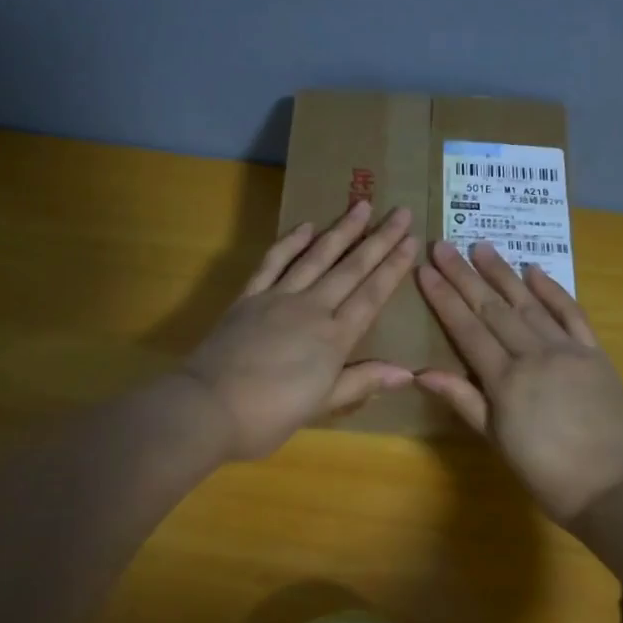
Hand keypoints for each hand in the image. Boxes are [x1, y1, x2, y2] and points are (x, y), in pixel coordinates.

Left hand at [181, 200, 418, 459]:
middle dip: (378, 240)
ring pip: (316, 257)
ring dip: (341, 231)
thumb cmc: (269, 416)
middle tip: (400, 212)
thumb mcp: (321, 405)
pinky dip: (290, 243)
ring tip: (362, 205)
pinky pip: (274, 262)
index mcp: (334, 338)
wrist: (210, 407)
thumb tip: (407, 372)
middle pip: (351, 268)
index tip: (412, 241)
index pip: (371, 295)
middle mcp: (312, 309)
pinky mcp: (249, 297)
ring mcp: (278, 298)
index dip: (393, 268)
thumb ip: (362, 382)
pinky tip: (306, 227)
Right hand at [416, 240, 622, 524]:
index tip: (425, 270)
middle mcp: (534, 355)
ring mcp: (568, 350)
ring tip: (481, 247)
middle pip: (493, 308)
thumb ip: (462, 401)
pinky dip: (553, 291)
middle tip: (443, 245)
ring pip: (528, 303)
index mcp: (505, 380)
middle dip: (465, 276)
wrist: (611, 488)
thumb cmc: (544, 472)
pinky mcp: (595, 353)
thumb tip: (421, 373)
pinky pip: (572, 314)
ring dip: (503, 274)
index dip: (444, 298)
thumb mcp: (496, 440)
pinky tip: (534, 271)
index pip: (467, 329)